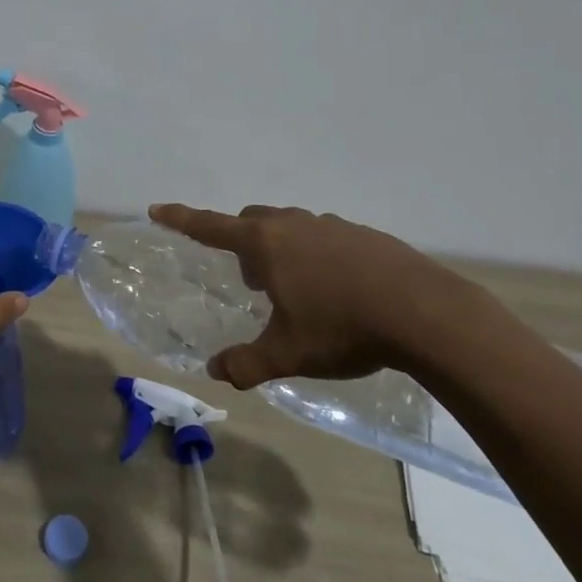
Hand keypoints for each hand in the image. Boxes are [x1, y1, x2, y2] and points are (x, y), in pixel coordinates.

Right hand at [148, 203, 491, 389]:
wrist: (424, 313)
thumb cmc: (342, 327)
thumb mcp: (288, 353)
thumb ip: (246, 363)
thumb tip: (216, 372)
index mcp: (266, 244)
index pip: (210, 226)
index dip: (181, 218)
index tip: (157, 209)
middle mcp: (294, 225)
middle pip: (253, 223)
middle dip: (243, 245)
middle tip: (253, 282)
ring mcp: (332, 226)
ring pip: (292, 229)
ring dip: (282, 252)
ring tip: (297, 291)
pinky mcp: (365, 235)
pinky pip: (326, 238)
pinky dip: (318, 257)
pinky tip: (340, 292)